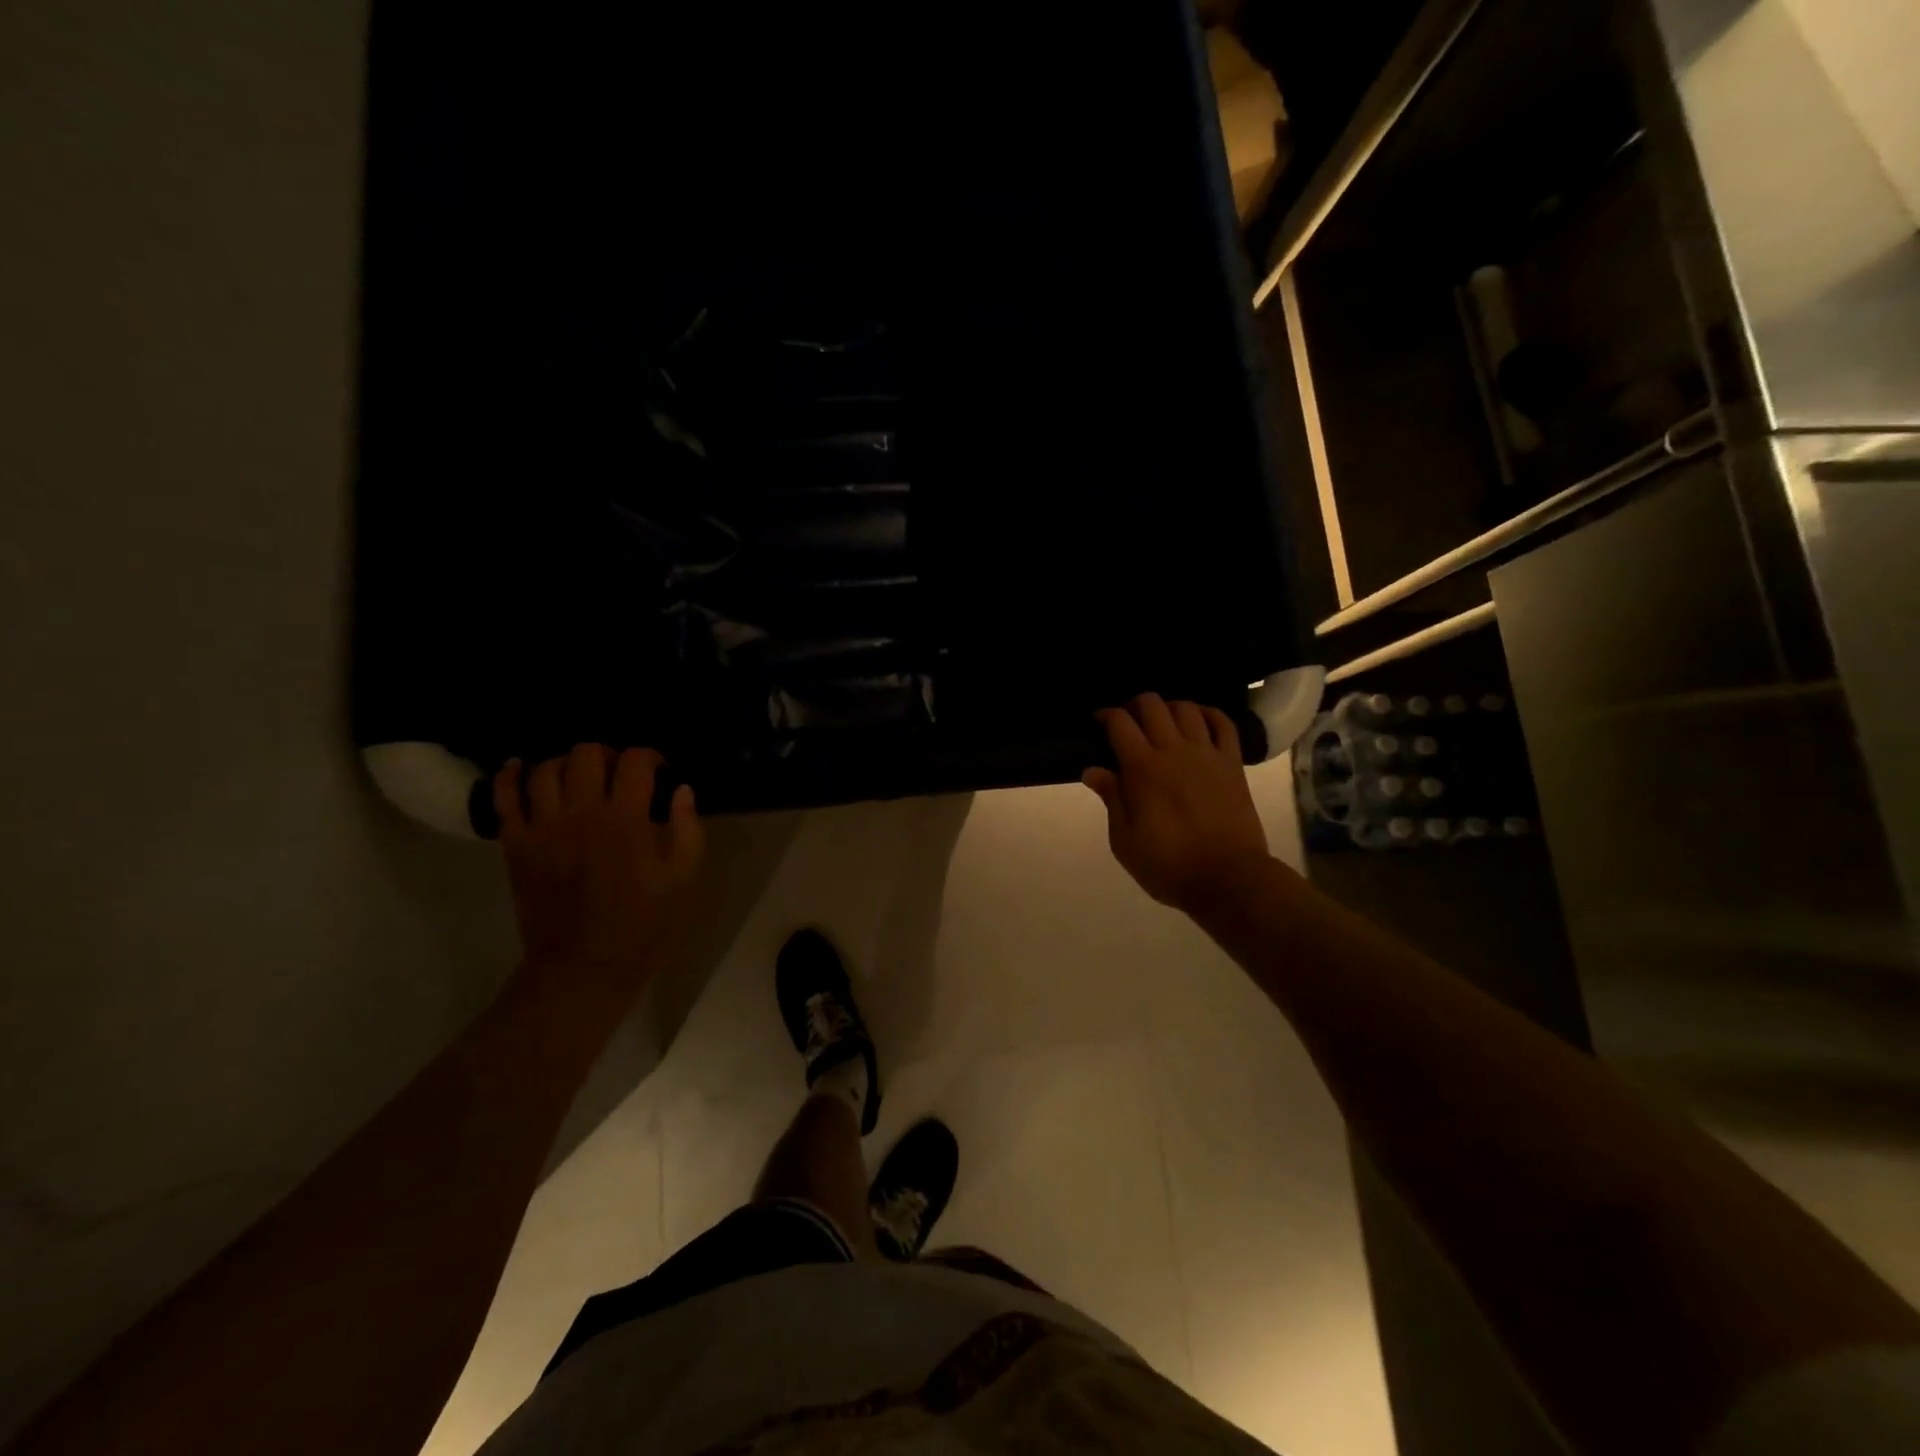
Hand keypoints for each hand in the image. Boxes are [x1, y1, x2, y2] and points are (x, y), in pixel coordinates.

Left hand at [494, 745, 704, 995]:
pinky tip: (521, 767)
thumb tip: (682, 790)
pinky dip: (510, 775)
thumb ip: (687, 829)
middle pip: (587, 754)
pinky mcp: (515, 844)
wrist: (584, 967)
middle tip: (619, 775)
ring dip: (566, 763)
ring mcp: (542, 827)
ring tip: (580, 778)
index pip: (635, 761)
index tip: (660, 773)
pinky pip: (504, 797)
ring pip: (546, 768)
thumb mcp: (682, 879)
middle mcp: (581, 813)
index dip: (651, 757)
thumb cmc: (643, 925)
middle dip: (608, 755)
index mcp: (626, 820)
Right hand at [1084, 694, 1270, 911]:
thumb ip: (1111, 799)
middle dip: (1135, 706)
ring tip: (1162, 723)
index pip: (1119, 723)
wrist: (1228, 878)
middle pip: (1152, 705)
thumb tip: (1092, 770)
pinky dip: (1209, 714)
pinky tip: (1199, 721)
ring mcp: (1207, 754)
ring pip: (1187, 709)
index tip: (1098, 723)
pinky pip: (1224, 724)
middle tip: (1128, 723)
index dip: (1105, 715)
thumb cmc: (1168, 865)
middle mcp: (1174, 751)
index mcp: (1142, 769)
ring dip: (1169, 708)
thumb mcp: (1125, 841)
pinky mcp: (1233, 763)